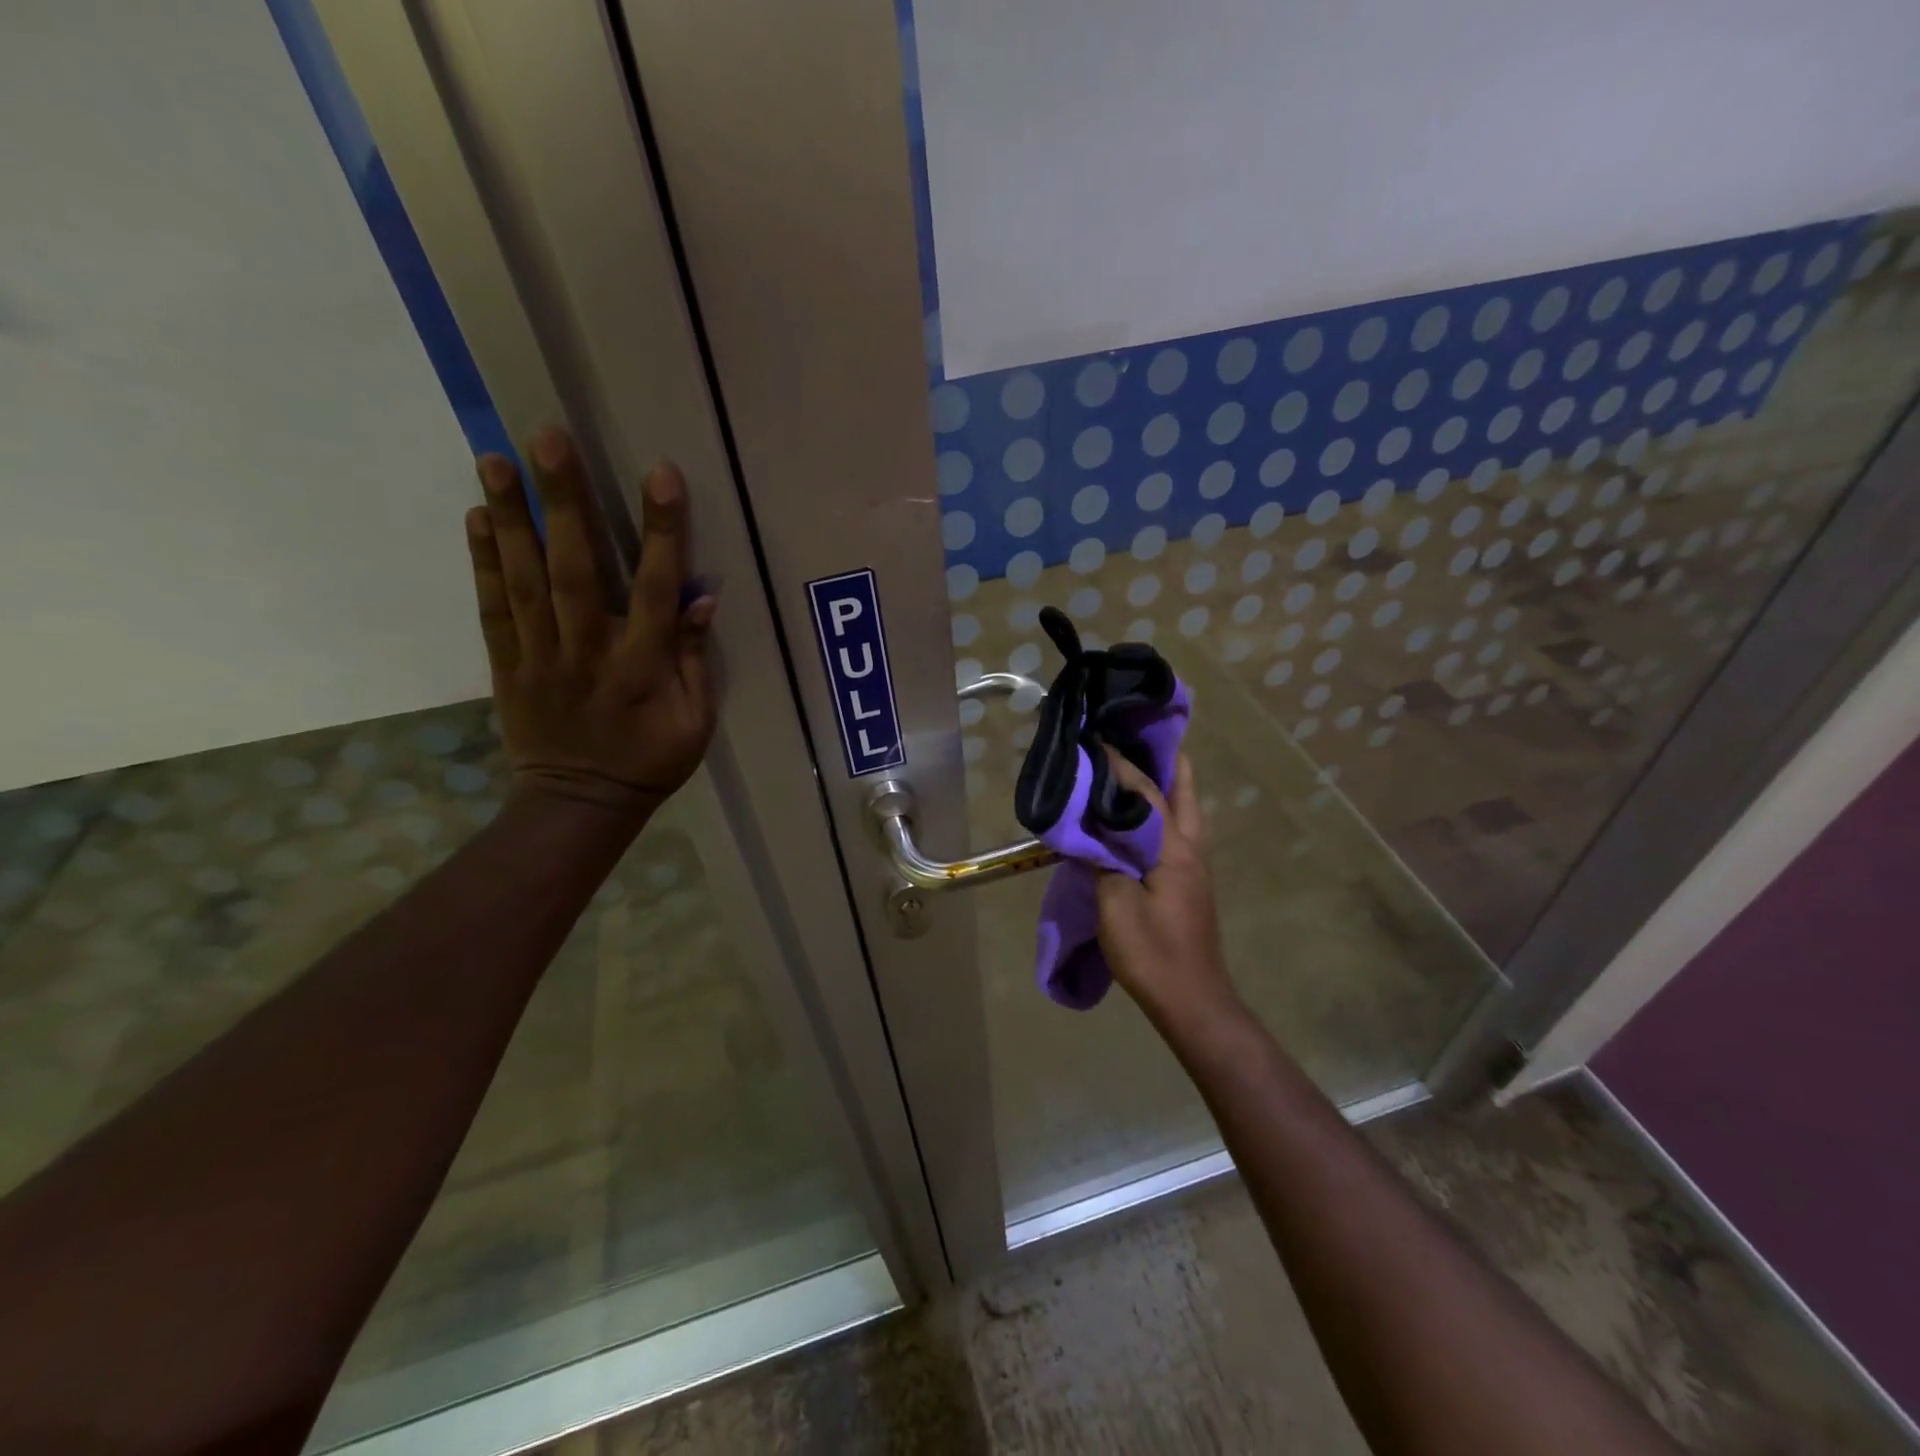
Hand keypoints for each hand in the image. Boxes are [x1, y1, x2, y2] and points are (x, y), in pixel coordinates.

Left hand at [466, 427, 717, 823]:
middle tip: (548, 437)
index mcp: (641, 667)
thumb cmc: (651, 761)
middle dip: (565, 502)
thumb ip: (694, 660)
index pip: (654, 588)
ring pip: (525, 580)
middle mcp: (588, 651)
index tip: (661, 475)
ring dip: (511, 518)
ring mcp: (540, 657)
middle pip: (576, 570)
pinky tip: (476, 518)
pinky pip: (493, 610)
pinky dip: (484, 563)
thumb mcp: (696, 722)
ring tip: (495, 458)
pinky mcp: (507, 665)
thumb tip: (700, 599)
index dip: (660, 532)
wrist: (581, 805)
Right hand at [1095, 750, 1241, 1029]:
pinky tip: (1135, 814)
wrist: (1191, 1000)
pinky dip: (1159, 808)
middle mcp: (1191, 846)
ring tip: (1131, 767)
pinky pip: (1176, 827)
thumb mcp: (1114, 904)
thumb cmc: (1151, 951)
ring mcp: (1195, 863)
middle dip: (1163, 758)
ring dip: (1164, 782)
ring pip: (1185, 807)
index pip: (1146, 792)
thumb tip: (1090, 830)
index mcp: (1174, 847)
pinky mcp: (1189, 879)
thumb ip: (1102, 860)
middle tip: (1132, 740)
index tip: (1097, 740)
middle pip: (1184, 787)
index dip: (1120, 765)